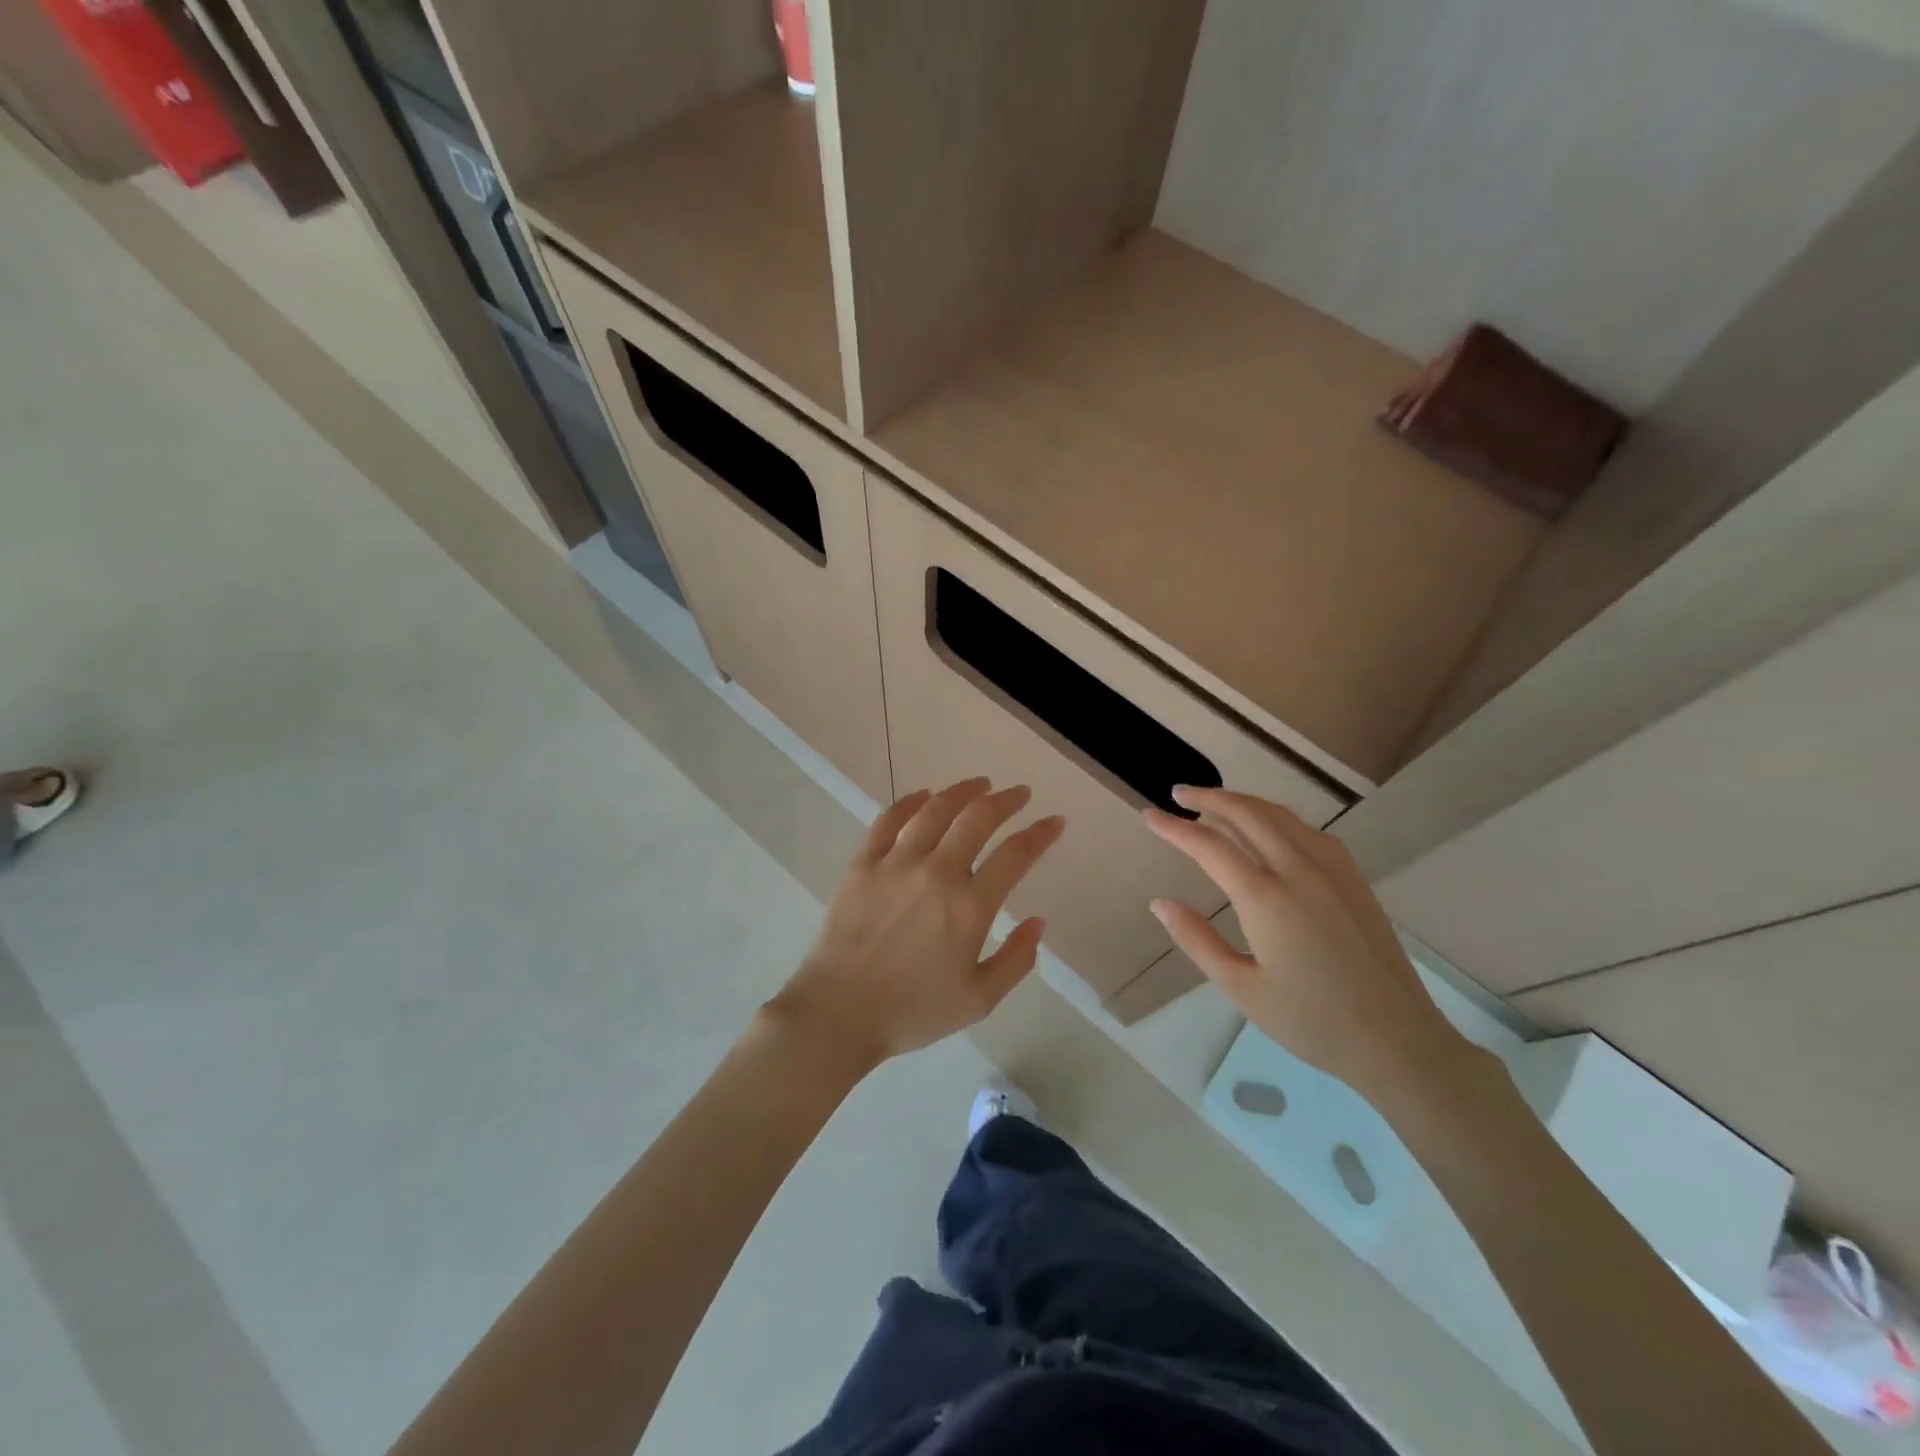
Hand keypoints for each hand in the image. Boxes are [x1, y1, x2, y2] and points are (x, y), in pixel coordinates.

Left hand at [772, 778, 1065, 1066]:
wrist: (838, 1014)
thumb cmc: (912, 1012)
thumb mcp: (978, 1000)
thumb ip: (1016, 960)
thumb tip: (1038, 922)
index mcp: (970, 906)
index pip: (1015, 855)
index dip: (1040, 833)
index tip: (1054, 821)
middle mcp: (937, 873)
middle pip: (978, 819)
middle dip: (1006, 801)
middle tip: (1019, 793)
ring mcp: (896, 863)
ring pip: (935, 810)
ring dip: (963, 791)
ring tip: (980, 784)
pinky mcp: (863, 864)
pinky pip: (889, 820)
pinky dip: (910, 802)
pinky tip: (923, 795)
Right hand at [1144, 787, 1469, 1098]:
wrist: (1397, 1040)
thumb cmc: (1311, 1021)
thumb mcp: (1241, 987)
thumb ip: (1196, 939)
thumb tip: (1160, 902)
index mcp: (1265, 899)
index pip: (1208, 846)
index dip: (1174, 828)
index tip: (1149, 815)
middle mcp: (1298, 871)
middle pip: (1246, 814)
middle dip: (1208, 797)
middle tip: (1178, 793)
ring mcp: (1332, 870)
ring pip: (1280, 815)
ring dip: (1243, 801)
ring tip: (1216, 802)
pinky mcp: (1354, 878)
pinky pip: (1309, 830)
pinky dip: (1278, 817)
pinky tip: (1270, 827)